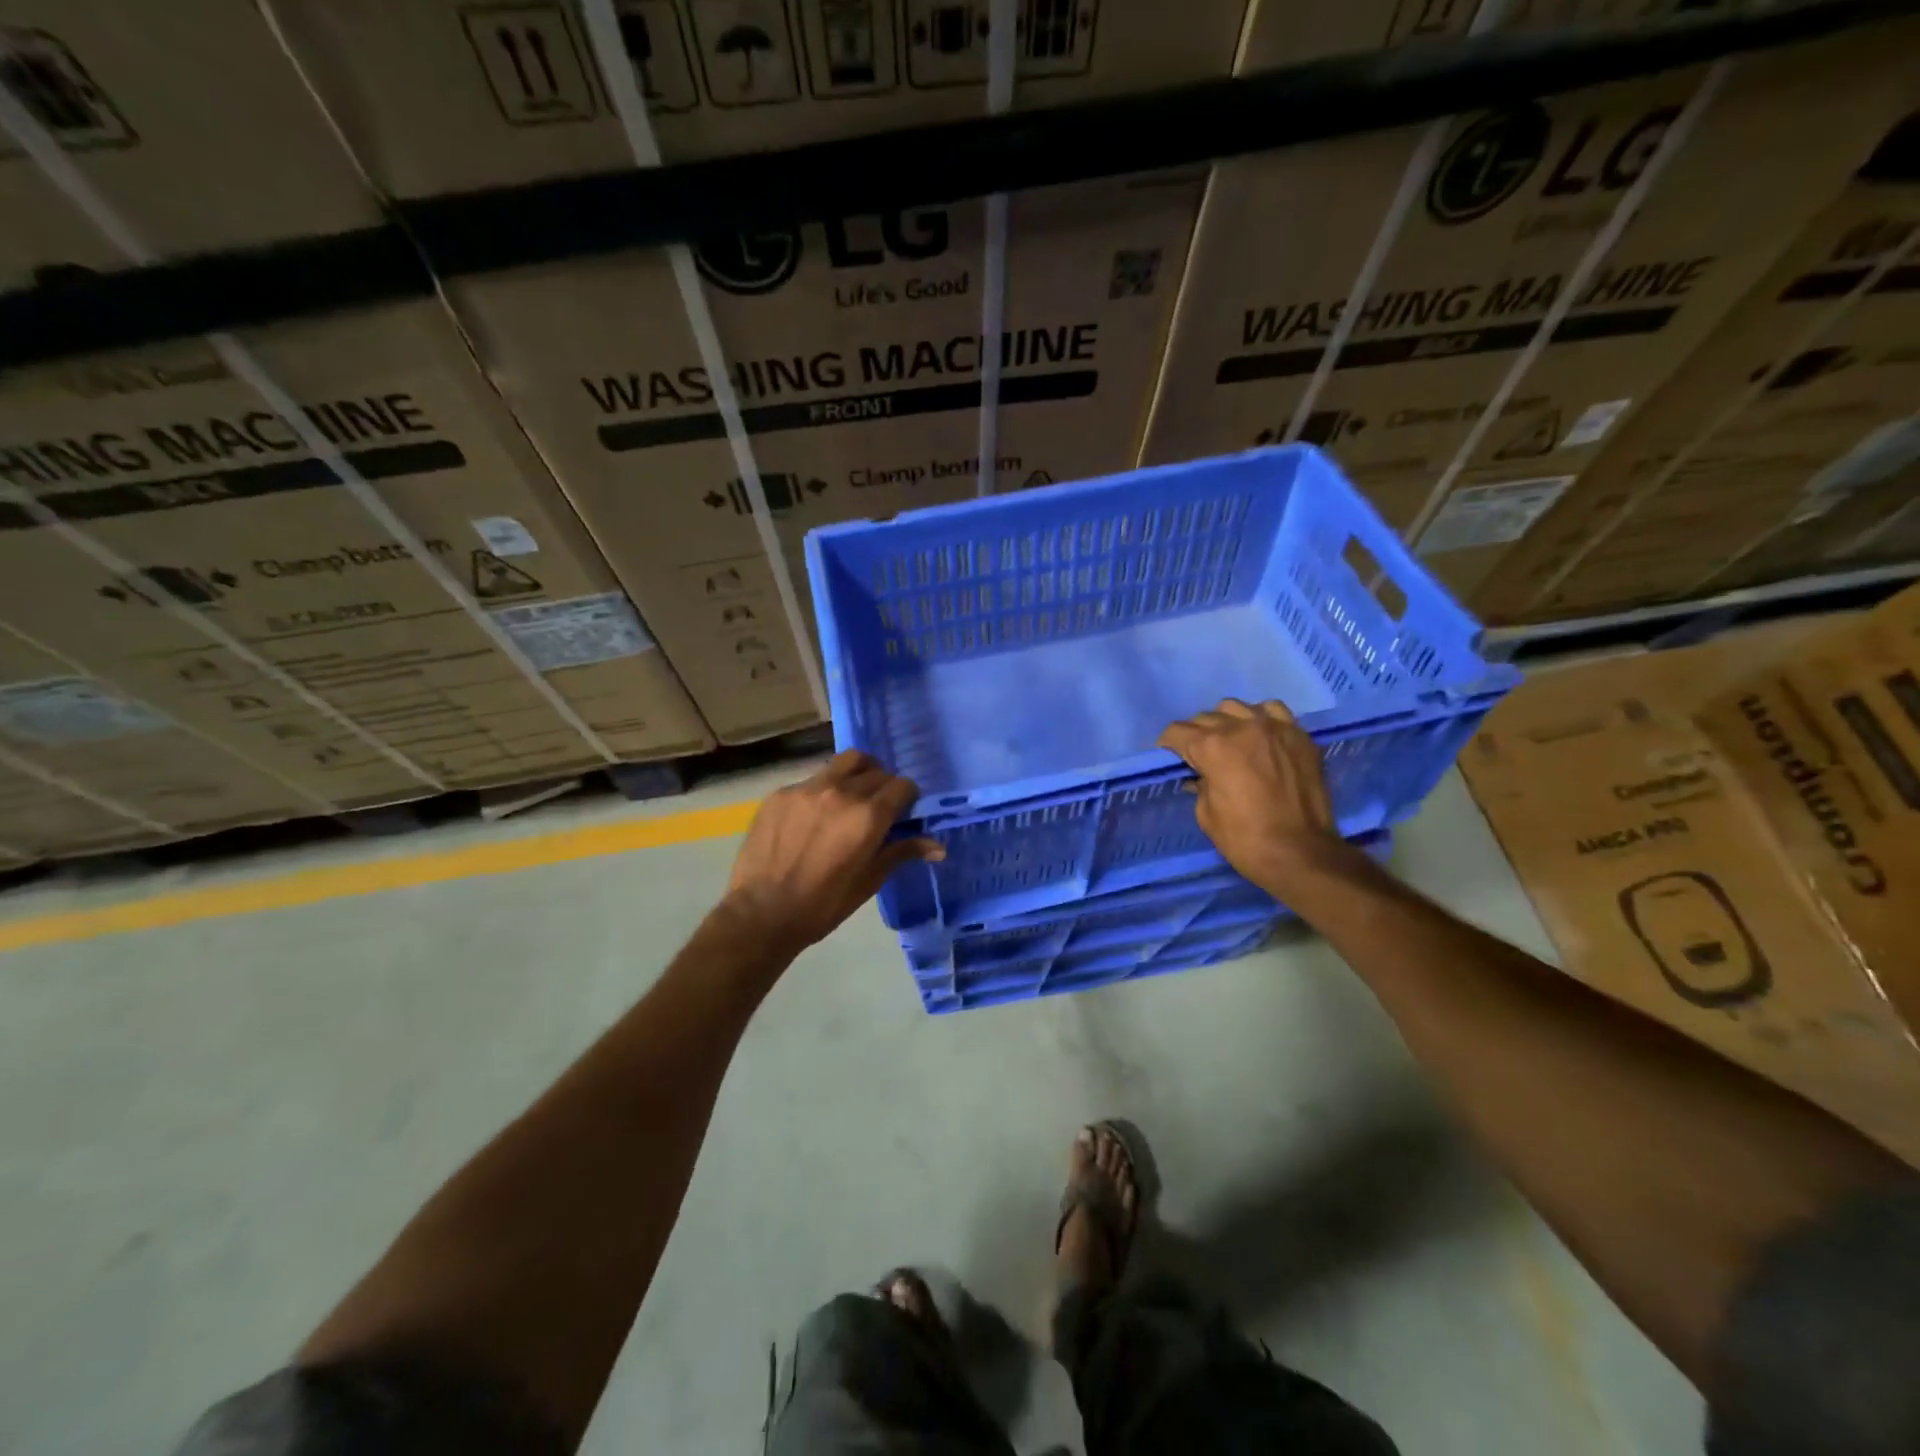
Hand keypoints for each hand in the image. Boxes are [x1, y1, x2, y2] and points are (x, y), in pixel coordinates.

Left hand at [720, 750, 942, 956]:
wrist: (762, 913)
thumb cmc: (823, 904)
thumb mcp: (869, 881)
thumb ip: (903, 852)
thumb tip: (940, 848)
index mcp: (868, 816)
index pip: (902, 785)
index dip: (907, 797)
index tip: (902, 812)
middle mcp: (841, 792)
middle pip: (876, 771)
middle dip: (884, 786)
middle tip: (877, 808)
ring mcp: (807, 788)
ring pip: (845, 763)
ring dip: (857, 774)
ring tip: (850, 797)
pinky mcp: (781, 793)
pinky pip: (812, 780)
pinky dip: (823, 790)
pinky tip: (813, 817)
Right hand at [1158, 699, 1343, 893]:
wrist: (1302, 854)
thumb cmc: (1245, 839)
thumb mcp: (1206, 814)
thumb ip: (1199, 784)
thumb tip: (1200, 775)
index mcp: (1212, 747)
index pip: (1177, 731)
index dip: (1169, 746)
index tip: (1171, 758)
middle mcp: (1241, 728)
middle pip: (1206, 717)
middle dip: (1197, 735)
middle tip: (1200, 757)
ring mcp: (1274, 727)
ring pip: (1237, 707)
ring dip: (1227, 722)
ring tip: (1231, 742)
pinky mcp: (1299, 735)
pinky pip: (1274, 711)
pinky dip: (1261, 719)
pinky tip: (1261, 737)